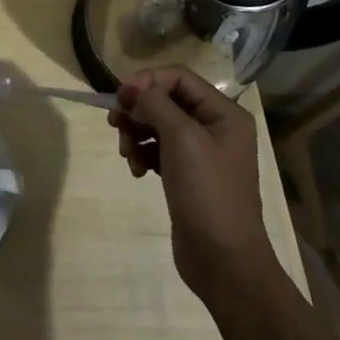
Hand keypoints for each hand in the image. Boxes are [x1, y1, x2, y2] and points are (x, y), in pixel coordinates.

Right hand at [108, 67, 270, 294]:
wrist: (224, 262)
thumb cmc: (207, 192)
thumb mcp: (182, 139)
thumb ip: (154, 104)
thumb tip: (129, 89)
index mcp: (224, 113)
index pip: (178, 77)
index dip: (147, 80)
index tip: (120, 97)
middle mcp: (215, 127)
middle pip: (165, 99)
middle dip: (138, 109)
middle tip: (115, 124)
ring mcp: (201, 152)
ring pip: (157, 123)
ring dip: (136, 132)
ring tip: (126, 154)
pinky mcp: (187, 174)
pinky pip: (157, 149)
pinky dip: (142, 153)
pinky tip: (136, 169)